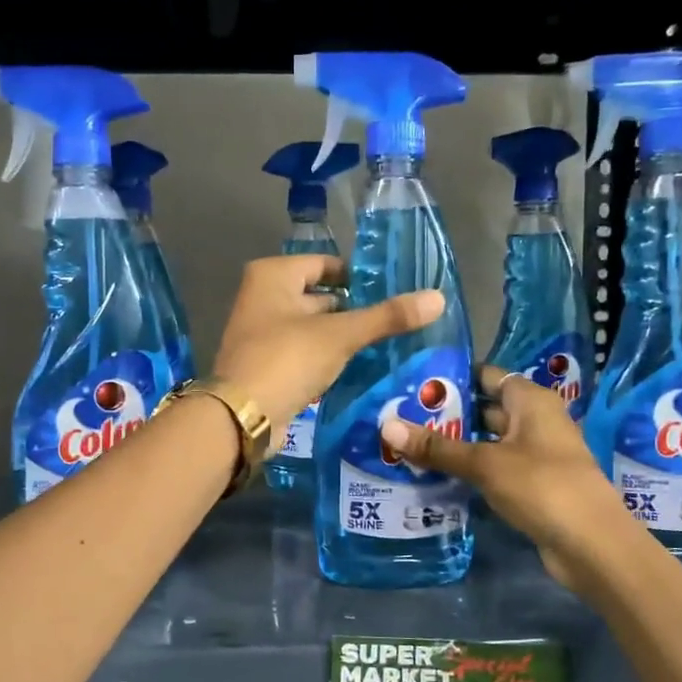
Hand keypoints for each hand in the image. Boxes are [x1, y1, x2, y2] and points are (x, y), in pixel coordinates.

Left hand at [212, 254, 444, 451]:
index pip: (325, 264)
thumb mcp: (340, 335)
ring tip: (384, 343)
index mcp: (273, 275)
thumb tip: (439, 298)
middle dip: (353, 308)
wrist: (242, 417)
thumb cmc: (287, 359)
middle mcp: (261, 297)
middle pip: (318, 295)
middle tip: (393, 319)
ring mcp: (260, 332)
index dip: (358, 275)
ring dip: (341, 335)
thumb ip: (387, 317)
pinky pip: (303, 352)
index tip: (393, 290)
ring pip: (312, 326)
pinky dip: (325, 356)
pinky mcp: (265, 364)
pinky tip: (356, 366)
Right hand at [379, 365, 625, 587]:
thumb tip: (386, 426)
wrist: (593, 545)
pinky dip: (471, 469)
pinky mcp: (533, 485)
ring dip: (457, 444)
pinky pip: (495, 468)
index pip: (488, 376)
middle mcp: (536, 421)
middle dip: (449, 414)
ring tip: (410, 444)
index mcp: (532, 401)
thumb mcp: (484, 464)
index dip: (455, 376)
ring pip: (488, 441)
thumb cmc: (542, 486)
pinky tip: (437, 475)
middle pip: (486, 408)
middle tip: (402, 415)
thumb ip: (437, 447)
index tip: (415, 382)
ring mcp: (536, 455)